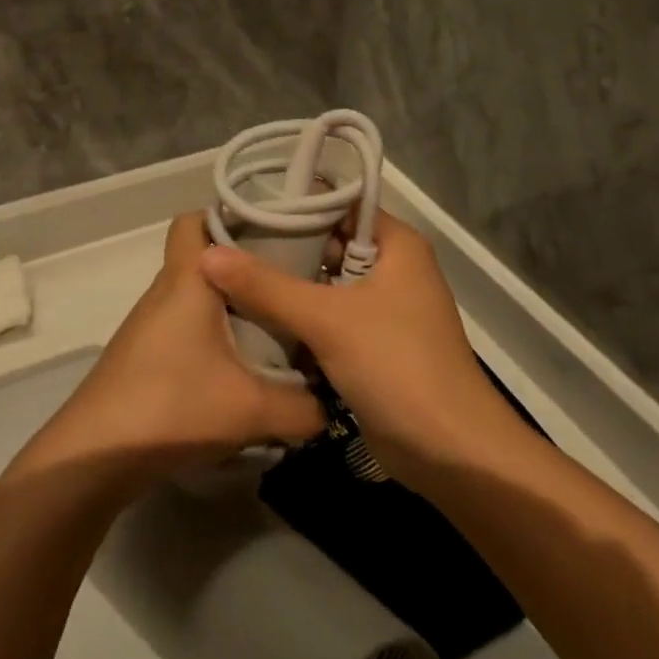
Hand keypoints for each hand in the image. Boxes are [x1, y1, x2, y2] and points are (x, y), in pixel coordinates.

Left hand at [22, 214, 325, 488]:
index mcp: (187, 280)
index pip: (195, 220)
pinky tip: (240, 371)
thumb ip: (304, 407)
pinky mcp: (145, 355)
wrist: (95, 456)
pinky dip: (213, 336)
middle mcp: (165, 292)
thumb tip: (330, 406)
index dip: (229, 216)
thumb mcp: (253, 410)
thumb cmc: (173, 407)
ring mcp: (150, 325)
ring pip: (197, 298)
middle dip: (245, 268)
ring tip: (276, 330)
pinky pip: (187, 328)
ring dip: (231, 308)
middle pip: (204, 260)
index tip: (273, 233)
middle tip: (289, 286)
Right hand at [198, 210, 510, 483]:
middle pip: (327, 244)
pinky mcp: (373, 345)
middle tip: (226, 246)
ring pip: (325, 285)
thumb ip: (266, 285)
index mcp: (396, 244)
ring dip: (286, 286)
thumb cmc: (398, 365)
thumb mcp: (327, 319)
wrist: (452, 453)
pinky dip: (298, 319)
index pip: (337, 205)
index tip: (242, 210)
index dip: (292, 205)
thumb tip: (206, 253)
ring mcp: (383, 309)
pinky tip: (254, 318)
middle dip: (281, 248)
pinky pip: (328, 319)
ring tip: (229, 276)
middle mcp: (392, 268)